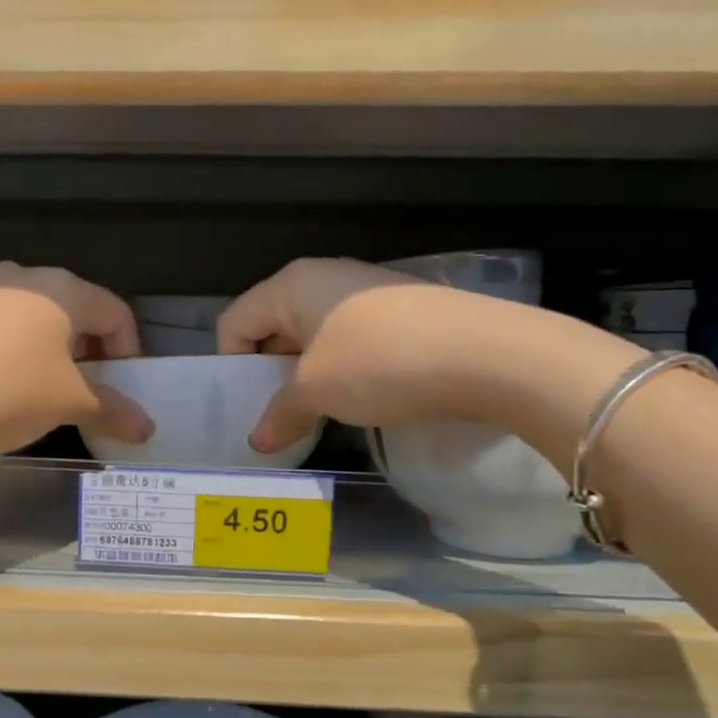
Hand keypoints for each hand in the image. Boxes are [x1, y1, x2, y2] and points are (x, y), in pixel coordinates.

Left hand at [0, 263, 150, 452]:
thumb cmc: (4, 393)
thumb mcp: (67, 406)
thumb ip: (112, 411)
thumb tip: (146, 429)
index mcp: (61, 290)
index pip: (115, 312)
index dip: (128, 351)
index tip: (120, 389)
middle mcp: (17, 275)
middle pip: (68, 309)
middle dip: (81, 349)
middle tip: (76, 390)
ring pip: (19, 313)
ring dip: (35, 346)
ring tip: (23, 388)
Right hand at [219, 258, 576, 452]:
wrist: (486, 353)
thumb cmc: (378, 363)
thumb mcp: (317, 391)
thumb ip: (279, 413)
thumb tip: (258, 441)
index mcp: (291, 285)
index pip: (234, 322)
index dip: (232, 366)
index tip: (249, 407)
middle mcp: (323, 277)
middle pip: (271, 326)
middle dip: (268, 373)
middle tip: (278, 415)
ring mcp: (364, 291)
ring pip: (311, 336)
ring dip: (305, 375)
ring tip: (318, 411)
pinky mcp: (398, 310)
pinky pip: (347, 339)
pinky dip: (339, 369)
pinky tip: (359, 396)